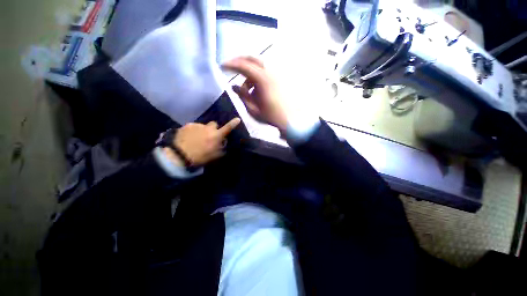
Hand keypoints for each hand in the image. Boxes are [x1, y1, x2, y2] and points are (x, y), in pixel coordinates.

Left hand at [162, 118, 240, 166]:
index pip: (227, 128)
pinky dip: (193, 131)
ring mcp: (197, 125)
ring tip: (196, 139)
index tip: (238, 119)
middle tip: (209, 136)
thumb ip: (221, 149)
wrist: (179, 155)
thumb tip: (223, 143)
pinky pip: (194, 126)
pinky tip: (189, 138)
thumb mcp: (214, 156)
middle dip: (213, 129)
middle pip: (214, 124)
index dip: (233, 124)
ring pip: (203, 126)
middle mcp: (208, 128)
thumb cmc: (200, 157)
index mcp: (216, 136)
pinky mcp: (188, 125)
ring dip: (202, 131)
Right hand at [222, 56, 288, 131]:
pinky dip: (257, 76)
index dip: (231, 65)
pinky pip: (265, 72)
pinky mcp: (279, 79)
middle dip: (240, 61)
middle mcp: (270, 72)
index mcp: (262, 79)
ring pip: (259, 65)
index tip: (222, 67)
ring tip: (246, 88)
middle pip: (252, 59)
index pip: (243, 66)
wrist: (289, 119)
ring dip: (249, 71)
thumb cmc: (270, 116)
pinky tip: (256, 88)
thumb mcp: (252, 108)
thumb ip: (242, 95)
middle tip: (231, 68)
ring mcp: (276, 75)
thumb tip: (233, 86)